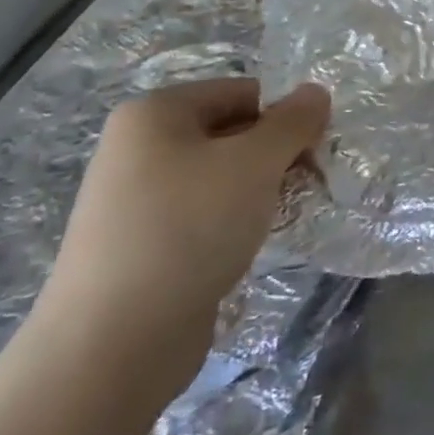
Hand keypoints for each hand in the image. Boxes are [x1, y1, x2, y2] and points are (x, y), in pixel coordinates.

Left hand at [37, 77, 329, 387]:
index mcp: (155, 113)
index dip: (287, 114)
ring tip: (286, 213)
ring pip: (220, 175)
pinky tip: (253, 242)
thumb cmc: (189, 229)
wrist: (114, 342)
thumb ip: (293, 122)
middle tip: (313, 181)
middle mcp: (139, 147)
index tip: (319, 148)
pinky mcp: (142, 243)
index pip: (242, 92)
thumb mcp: (255, 163)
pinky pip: (203, 213)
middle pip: (231, 131)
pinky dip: (235, 219)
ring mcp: (136, 198)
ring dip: (261, 188)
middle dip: (277, 153)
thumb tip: (317, 92)